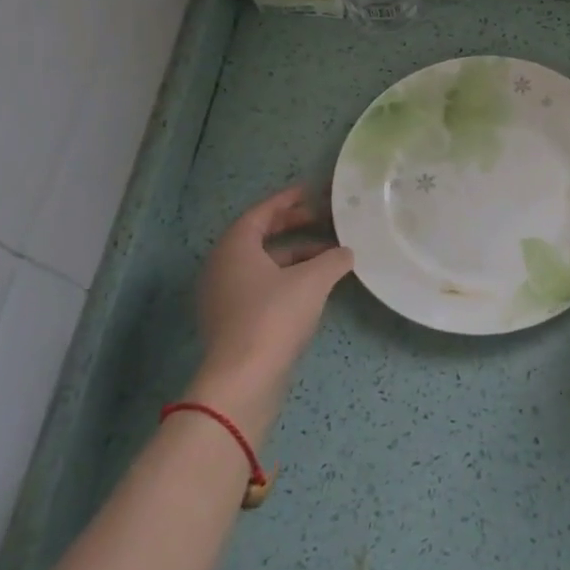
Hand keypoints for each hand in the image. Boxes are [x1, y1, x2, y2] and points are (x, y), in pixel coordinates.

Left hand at [190, 187, 354, 440]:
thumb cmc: (274, 316)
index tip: (310, 191)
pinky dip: (286, 277)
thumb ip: (333, 259)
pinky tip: (313, 286)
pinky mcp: (232, 321)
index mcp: (234, 248)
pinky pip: (261, 285)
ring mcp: (224, 296)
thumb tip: (347, 252)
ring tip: (328, 255)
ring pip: (262, 264)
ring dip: (294, 255)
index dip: (286, 200)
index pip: (260, 213)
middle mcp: (223, 267)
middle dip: (292, 226)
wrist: (243, 378)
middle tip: (323, 219)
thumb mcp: (313, 281)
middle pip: (259, 237)